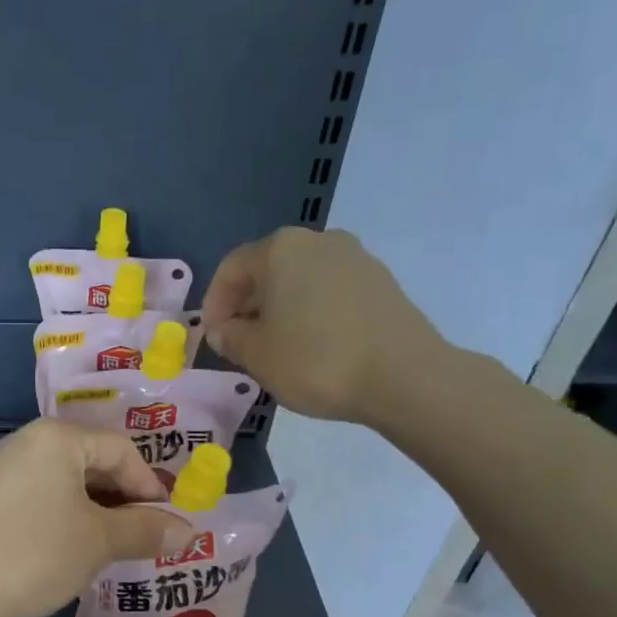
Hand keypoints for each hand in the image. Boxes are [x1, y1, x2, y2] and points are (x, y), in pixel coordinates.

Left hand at [0, 420, 190, 616]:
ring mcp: (2, 471)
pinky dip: (67, 520)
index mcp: (57, 438)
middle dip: (124, 501)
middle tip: (143, 539)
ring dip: (97, 514)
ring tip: (113, 550)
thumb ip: (145, 530)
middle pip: (94, 463)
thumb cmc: (33, 554)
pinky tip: (73, 552)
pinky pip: (42, 499)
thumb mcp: (98, 541)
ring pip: (67, 484)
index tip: (165, 527)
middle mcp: (27, 442)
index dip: (150, 487)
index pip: (122, 450)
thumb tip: (187, 531)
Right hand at [202, 226, 452, 426]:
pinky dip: (311, 313)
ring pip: (300, 281)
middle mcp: (318, 241)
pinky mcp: (380, 282)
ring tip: (276, 349)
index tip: (212, 338)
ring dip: (280, 310)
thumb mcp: (256, 355)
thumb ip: (230, 338)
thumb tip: (225, 330)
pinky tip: (313, 347)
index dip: (213, 304)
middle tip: (240, 344)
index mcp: (280, 250)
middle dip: (247, 305)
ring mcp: (355, 258)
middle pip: (268, 270)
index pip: (231, 268)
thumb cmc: (316, 360)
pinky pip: (330, 292)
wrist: (404, 376)